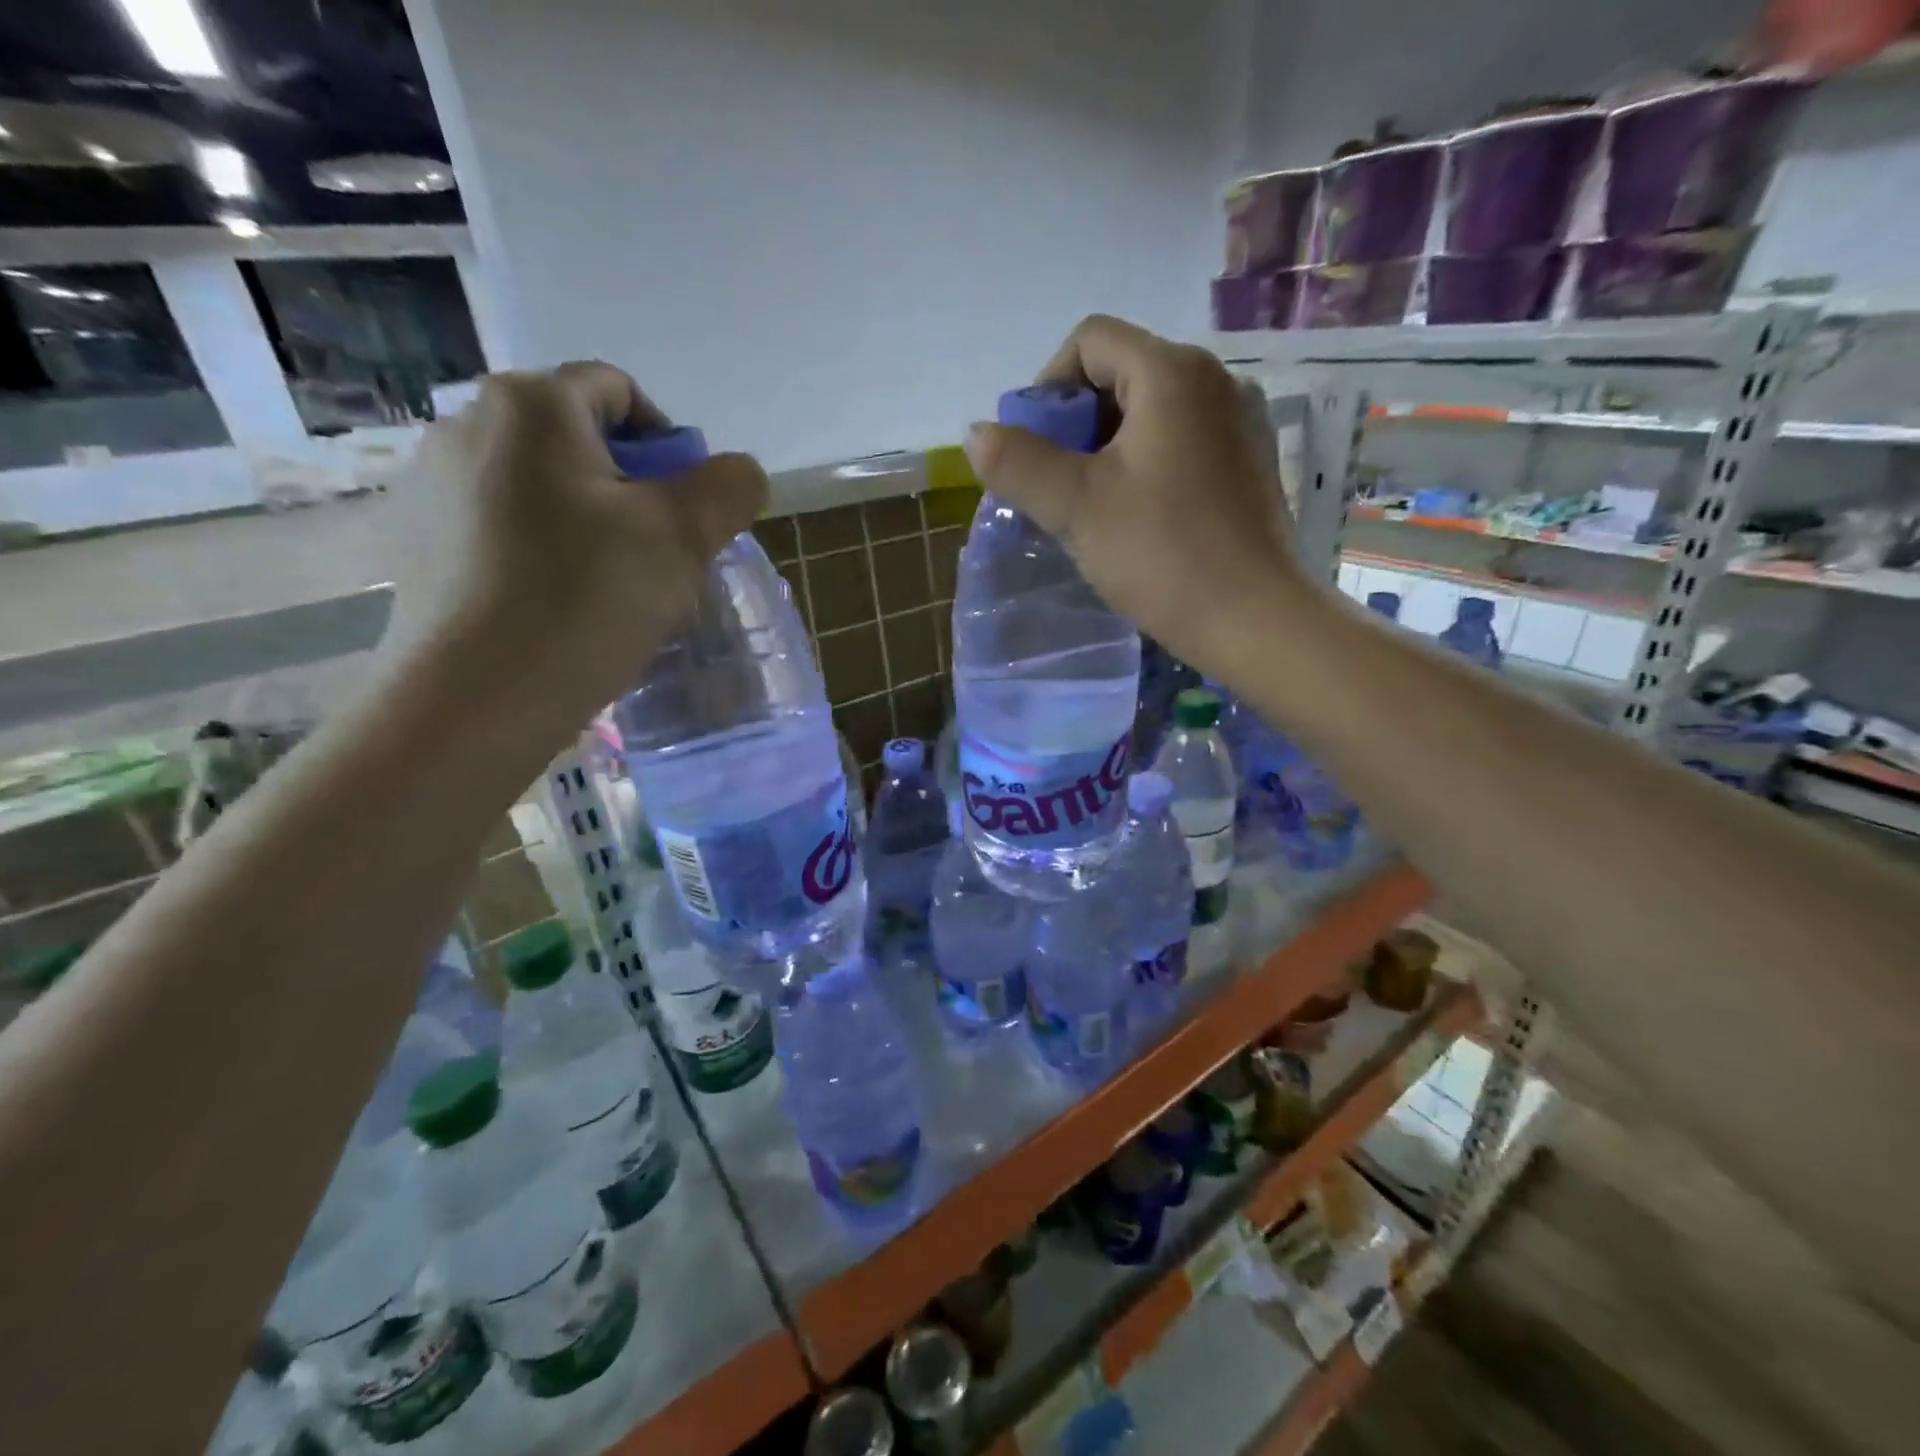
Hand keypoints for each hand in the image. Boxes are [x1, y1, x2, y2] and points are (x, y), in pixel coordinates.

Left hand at [388, 362, 767, 725]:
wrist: (478, 698)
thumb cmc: (588, 600)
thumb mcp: (684, 537)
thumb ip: (728, 488)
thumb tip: (741, 472)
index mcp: (532, 405)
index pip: (619, 392)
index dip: (668, 446)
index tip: (683, 513)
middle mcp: (466, 423)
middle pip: (576, 440)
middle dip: (627, 491)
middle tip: (652, 557)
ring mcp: (428, 484)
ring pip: (538, 486)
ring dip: (584, 521)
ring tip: (604, 588)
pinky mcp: (412, 540)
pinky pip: (498, 524)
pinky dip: (537, 549)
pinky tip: (551, 604)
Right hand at [962, 315, 1306, 675]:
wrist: (1253, 619)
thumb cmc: (1162, 554)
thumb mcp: (1075, 506)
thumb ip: (1018, 462)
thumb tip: (977, 433)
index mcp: (1171, 373)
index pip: (1090, 341)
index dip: (1047, 386)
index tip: (1034, 448)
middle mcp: (1214, 380)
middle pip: (1122, 372)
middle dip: (1075, 422)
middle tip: (1056, 484)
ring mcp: (1239, 422)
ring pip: (1151, 412)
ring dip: (1107, 448)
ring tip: (1091, 506)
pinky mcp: (1248, 463)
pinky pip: (1181, 442)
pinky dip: (1145, 464)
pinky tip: (1137, 516)